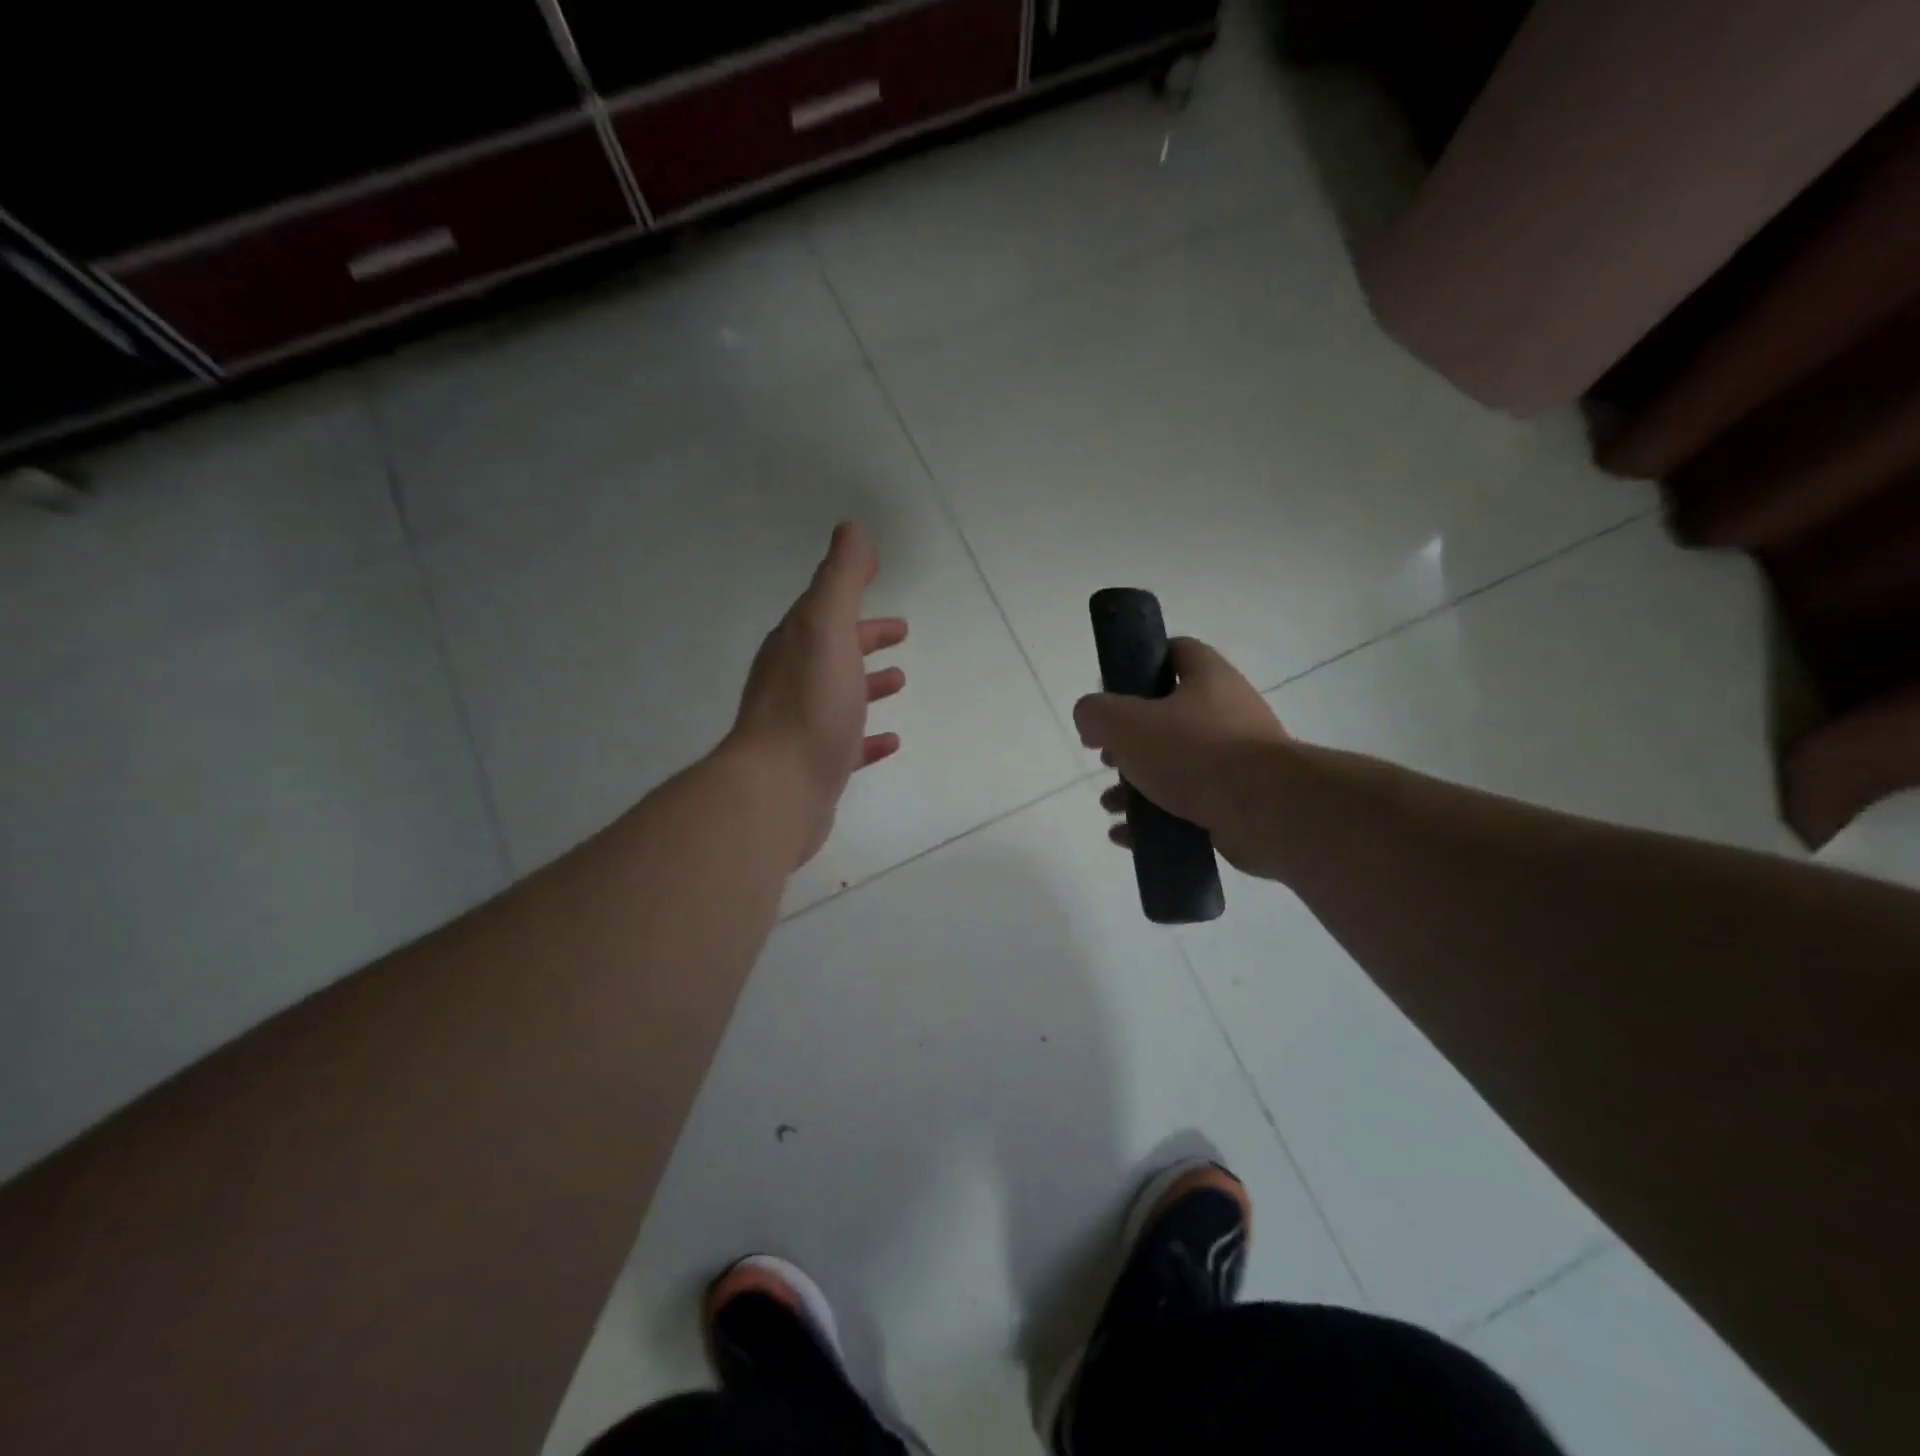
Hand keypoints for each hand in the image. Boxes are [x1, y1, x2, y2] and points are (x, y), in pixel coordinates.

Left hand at [729, 523, 907, 865]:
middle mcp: (793, 680)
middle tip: (900, 631)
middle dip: (864, 637)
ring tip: (900, 680)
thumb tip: (851, 530)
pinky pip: (847, 743)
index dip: (850, 590)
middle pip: (833, 649)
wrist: (779, 787)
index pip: (825, 607)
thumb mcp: (826, 628)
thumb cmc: (808, 703)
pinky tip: (891, 740)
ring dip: (868, 683)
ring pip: (841, 694)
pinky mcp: (816, 765)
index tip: (879, 576)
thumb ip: (840, 580)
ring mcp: (803, 725)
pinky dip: (869, 736)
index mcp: (795, 644)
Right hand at [1073, 638, 1290, 875]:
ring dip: (1136, 785)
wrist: (1267, 812)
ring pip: (1174, 766)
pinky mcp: (1237, 801)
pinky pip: (1186, 805)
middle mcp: (1226, 712)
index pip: (1174, 652)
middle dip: (1128, 741)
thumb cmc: (1195, 753)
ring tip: (1110, 804)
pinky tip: (1127, 836)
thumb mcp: (1128, 724)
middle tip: (1105, 758)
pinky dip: (1154, 818)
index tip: (1111, 691)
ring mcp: (1235, 759)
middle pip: (1167, 716)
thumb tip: (1089, 719)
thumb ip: (1097, 713)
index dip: (1140, 664)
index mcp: (1207, 679)